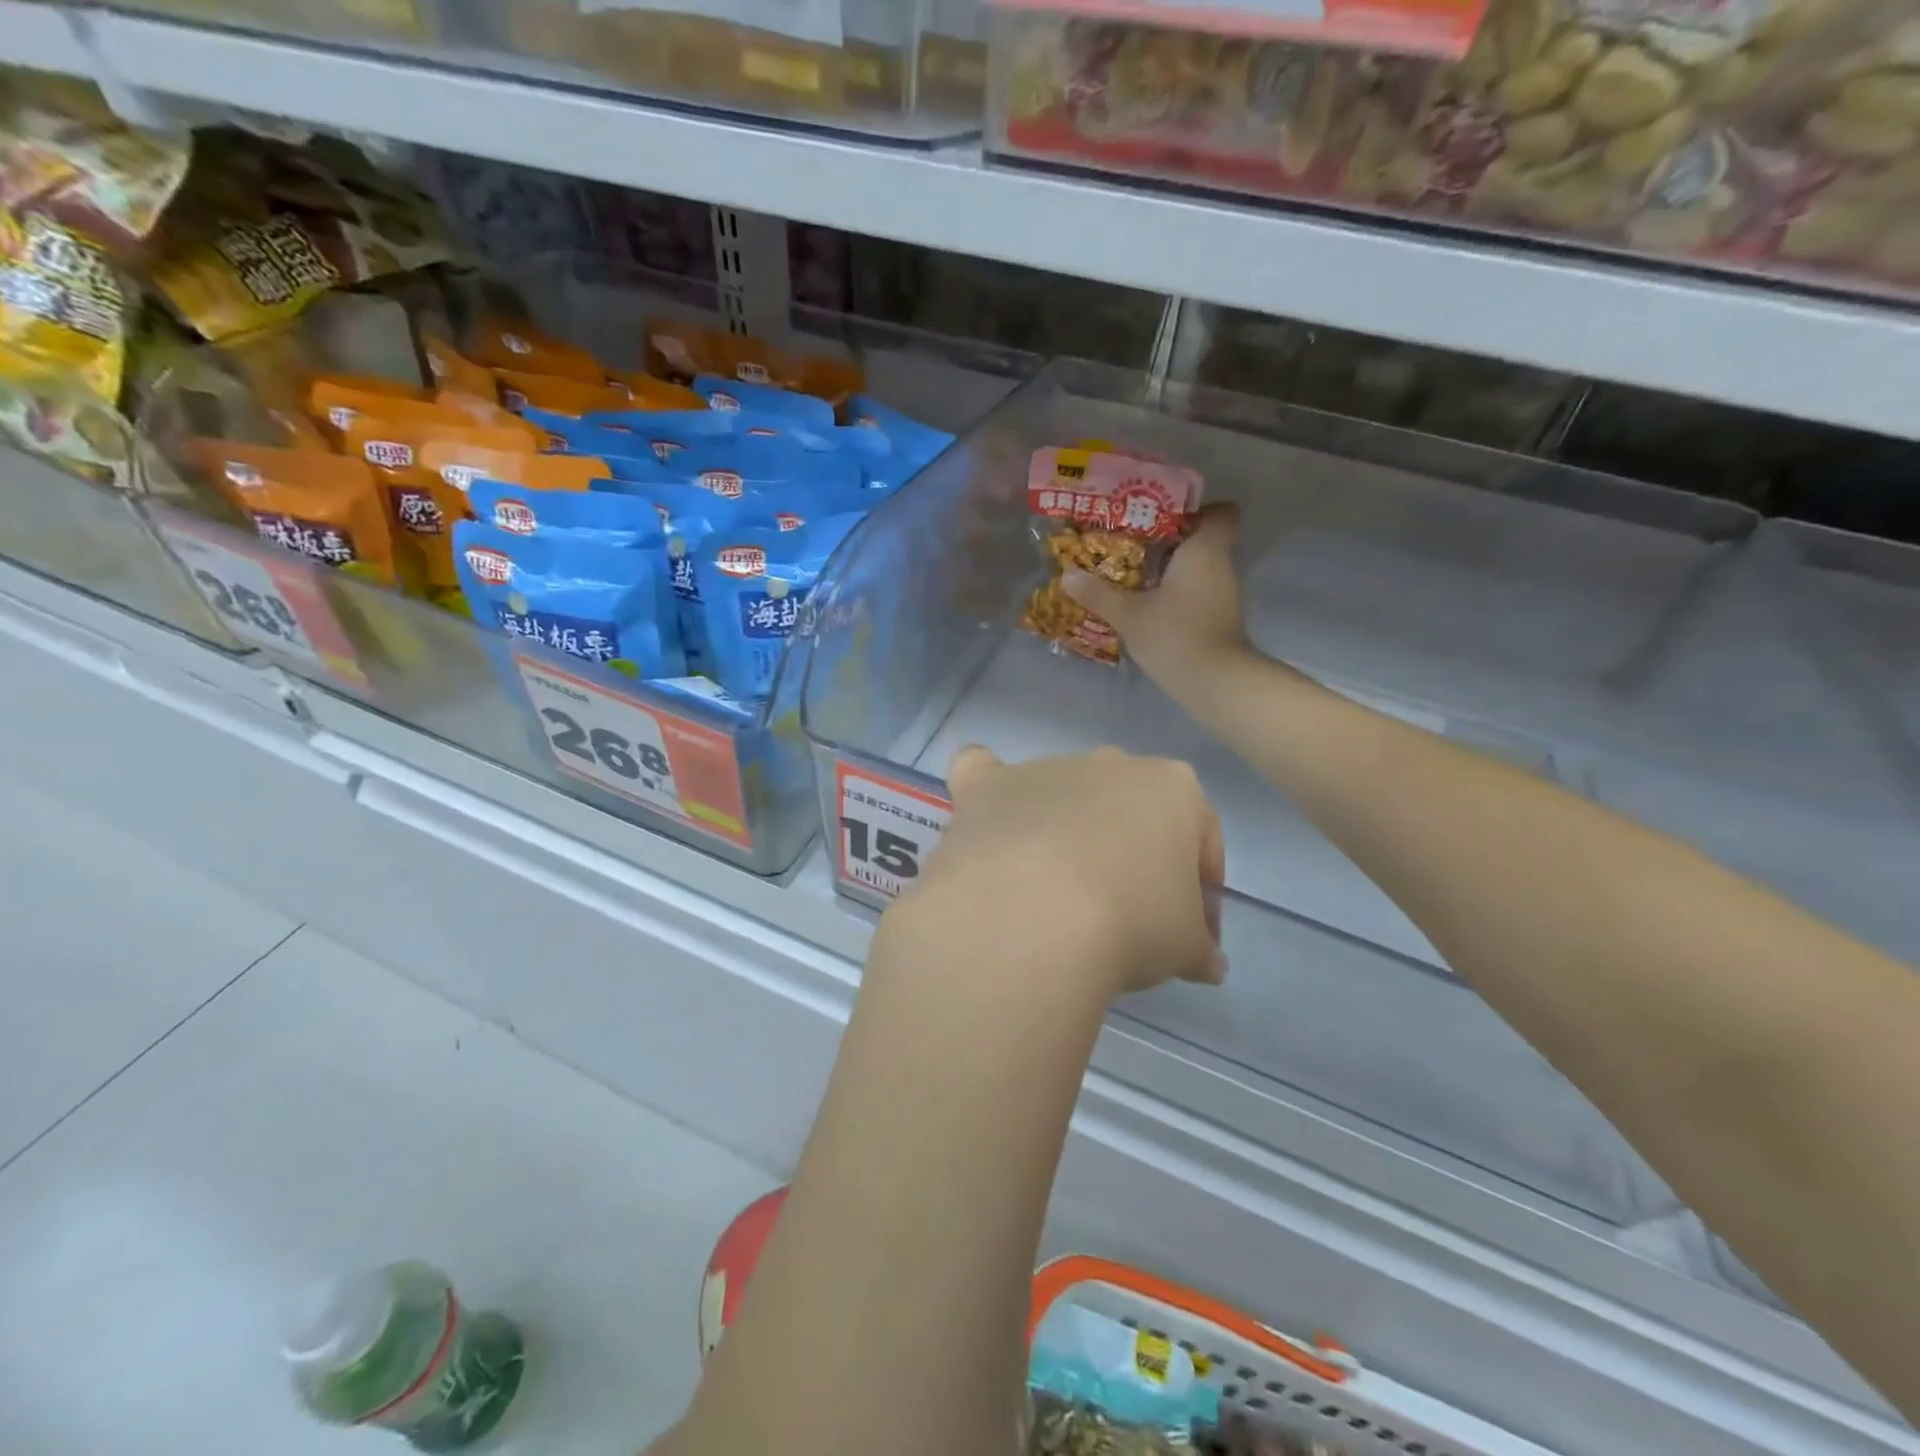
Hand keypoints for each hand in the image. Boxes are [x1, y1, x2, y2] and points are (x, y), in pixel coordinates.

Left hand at [892, 746, 1225, 999]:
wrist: (1033, 915)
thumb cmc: (1130, 923)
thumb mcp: (1186, 949)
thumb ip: (1201, 948)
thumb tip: (1208, 963)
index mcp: (1172, 787)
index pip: (1201, 841)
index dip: (1201, 895)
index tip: (1190, 938)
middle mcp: (1108, 764)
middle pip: (1129, 815)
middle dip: (1134, 859)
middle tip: (1128, 918)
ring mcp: (1043, 769)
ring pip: (1062, 797)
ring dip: (1066, 834)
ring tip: (1055, 898)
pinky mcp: (985, 787)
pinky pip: (984, 776)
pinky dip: (989, 794)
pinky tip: (989, 819)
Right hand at [1063, 503, 1247, 696]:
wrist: (1215, 682)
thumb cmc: (1175, 634)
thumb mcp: (1129, 614)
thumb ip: (1099, 594)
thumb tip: (1068, 576)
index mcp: (1204, 549)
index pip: (1220, 512)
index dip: (1195, 510)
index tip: (1163, 517)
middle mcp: (1221, 564)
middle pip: (1204, 539)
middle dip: (1172, 540)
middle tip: (1134, 544)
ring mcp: (1226, 593)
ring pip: (1201, 567)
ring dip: (1174, 568)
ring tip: (1136, 573)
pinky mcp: (1222, 617)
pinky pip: (1200, 591)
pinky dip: (1180, 592)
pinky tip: (1152, 604)